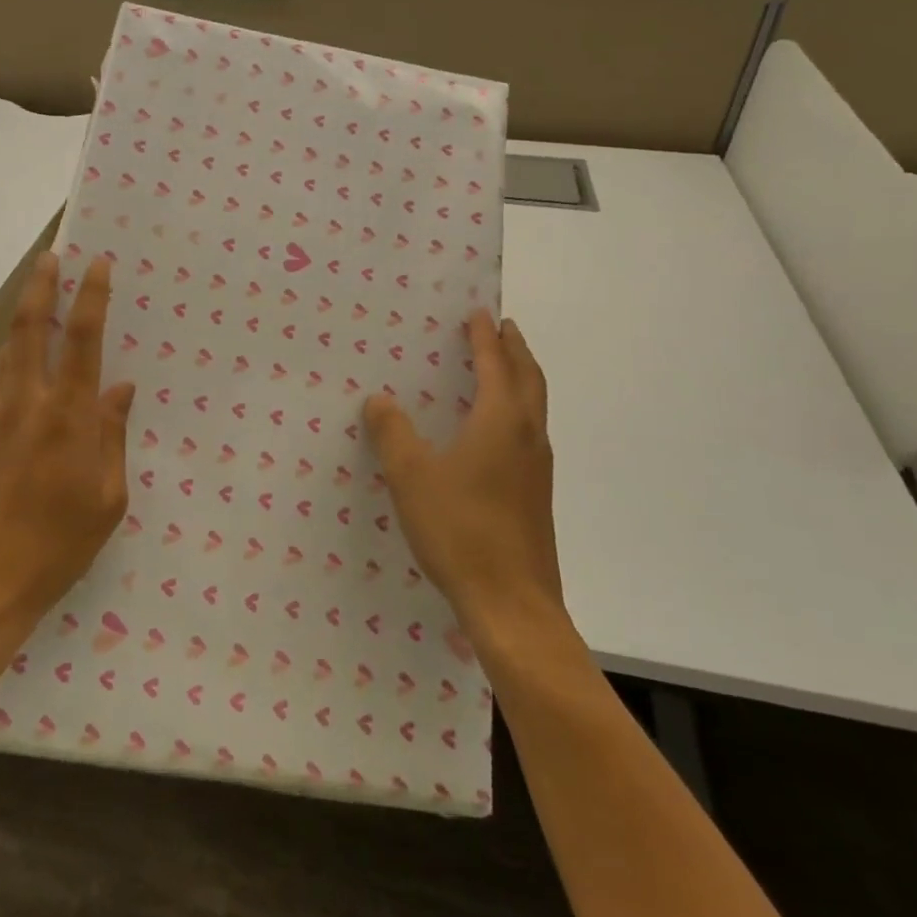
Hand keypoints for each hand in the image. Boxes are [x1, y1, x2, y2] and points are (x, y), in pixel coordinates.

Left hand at [0, 252, 135, 666]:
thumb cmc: (55, 550)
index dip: (92, 297)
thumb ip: (112, 439)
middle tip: (51, 255)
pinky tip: (18, 359)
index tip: (98, 265)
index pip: (83, 341)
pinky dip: (9, 356)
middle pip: (32, 329)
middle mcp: (27, 405)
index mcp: (67, 418)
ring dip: (22, 316)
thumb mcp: (106, 501)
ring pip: (7, 351)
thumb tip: (120, 391)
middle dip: (42, 286)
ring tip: (34, 292)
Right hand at [363, 311, 567, 638]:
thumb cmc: (460, 530)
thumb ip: (392, 433)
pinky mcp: (536, 494)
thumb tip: (378, 400)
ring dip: (521, 377)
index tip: (479, 312)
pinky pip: (530, 432)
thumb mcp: (411, 477)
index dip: (484, 337)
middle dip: (515, 349)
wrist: (512, 604)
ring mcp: (537, 468)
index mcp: (501, 422)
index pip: (495, 364)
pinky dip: (518, 409)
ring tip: (502, 368)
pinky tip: (495, 431)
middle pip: (528, 378)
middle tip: (502, 327)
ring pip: (535, 406)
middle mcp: (528, 436)